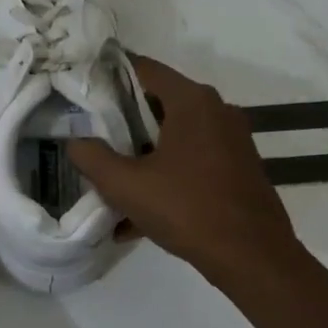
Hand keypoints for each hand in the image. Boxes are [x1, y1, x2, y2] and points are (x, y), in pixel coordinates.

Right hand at [69, 54, 304, 290]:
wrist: (253, 258)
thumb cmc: (187, 209)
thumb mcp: (125, 185)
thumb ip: (92, 157)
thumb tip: (75, 142)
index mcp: (192, 102)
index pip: (144, 69)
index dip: (110, 75)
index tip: (83, 88)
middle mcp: (217, 111)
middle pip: (158, 102)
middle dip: (122, 119)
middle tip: (90, 134)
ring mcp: (231, 140)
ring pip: (174, 135)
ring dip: (142, 152)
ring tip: (110, 176)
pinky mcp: (237, 168)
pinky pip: (191, 160)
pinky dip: (165, 175)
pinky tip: (137, 214)